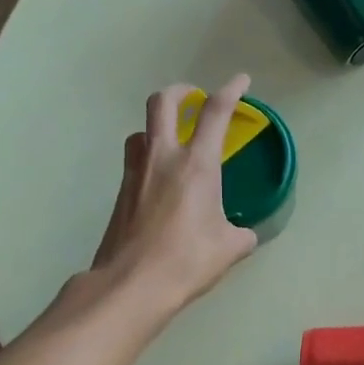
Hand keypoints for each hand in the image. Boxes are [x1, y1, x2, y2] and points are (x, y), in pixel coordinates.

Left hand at [90, 77, 259, 316]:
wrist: (132, 283)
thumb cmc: (188, 260)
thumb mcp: (230, 248)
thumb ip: (241, 234)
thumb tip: (243, 235)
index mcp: (196, 164)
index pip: (215, 113)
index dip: (230, 91)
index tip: (240, 81)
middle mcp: (163, 158)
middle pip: (162, 102)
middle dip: (180, 92)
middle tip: (193, 98)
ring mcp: (136, 173)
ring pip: (141, 131)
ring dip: (157, 127)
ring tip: (171, 142)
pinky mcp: (121, 193)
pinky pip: (134, 161)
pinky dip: (147, 159)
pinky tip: (159, 183)